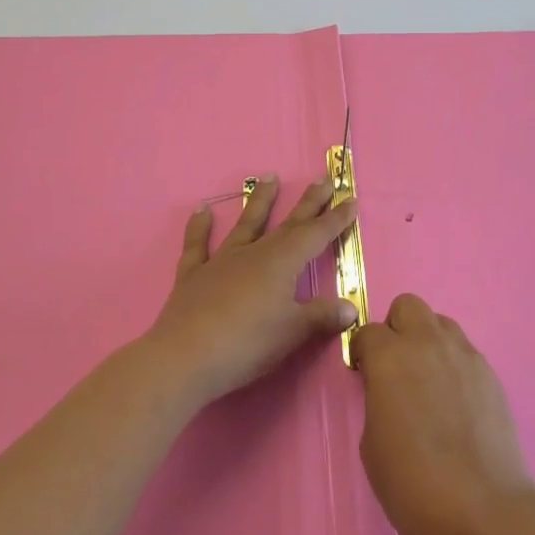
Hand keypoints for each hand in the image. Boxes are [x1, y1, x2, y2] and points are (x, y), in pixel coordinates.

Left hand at [146, 176, 359, 406]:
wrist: (184, 357)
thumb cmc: (246, 344)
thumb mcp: (292, 333)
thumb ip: (321, 317)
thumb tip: (350, 307)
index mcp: (281, 264)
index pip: (315, 235)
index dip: (335, 219)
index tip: (350, 199)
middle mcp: (253, 254)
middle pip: (287, 224)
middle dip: (308, 203)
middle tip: (323, 180)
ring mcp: (221, 261)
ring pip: (245, 224)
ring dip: (259, 201)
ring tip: (269, 177)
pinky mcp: (193, 276)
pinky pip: (197, 246)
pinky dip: (199, 228)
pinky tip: (201, 211)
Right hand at [353, 294, 534, 534]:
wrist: (484, 513)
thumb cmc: (413, 485)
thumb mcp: (372, 443)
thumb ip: (377, 399)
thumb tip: (389, 390)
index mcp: (391, 357)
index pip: (369, 331)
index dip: (363, 353)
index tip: (364, 376)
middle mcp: (428, 343)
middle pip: (408, 306)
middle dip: (397, 329)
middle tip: (396, 368)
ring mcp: (465, 355)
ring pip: (440, 324)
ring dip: (428, 341)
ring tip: (428, 384)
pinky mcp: (491, 374)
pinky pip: (464, 352)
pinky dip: (453, 365)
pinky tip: (455, 405)